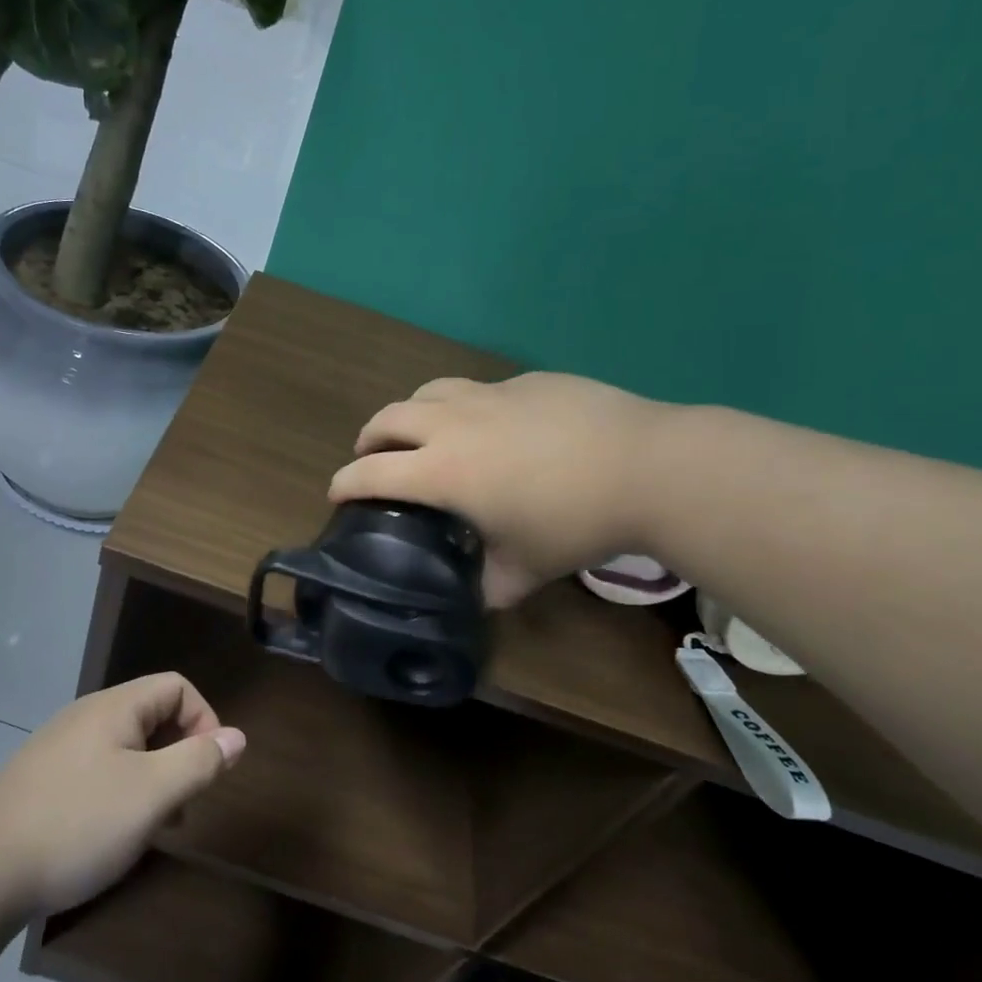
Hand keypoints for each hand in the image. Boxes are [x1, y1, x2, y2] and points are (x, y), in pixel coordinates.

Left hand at [0, 673, 244, 917]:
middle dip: (180, 752)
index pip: (177, 687)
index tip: (208, 769)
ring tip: (156, 826)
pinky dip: (122, 791)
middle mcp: (87, 716)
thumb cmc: (77, 824)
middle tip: (185, 803)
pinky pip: (99, 769)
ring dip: (153, 777)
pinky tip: (113, 833)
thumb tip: (237, 737)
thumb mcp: (151, 795)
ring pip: (126, 747)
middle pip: (152, 714)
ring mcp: (60, 747)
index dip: (204, 720)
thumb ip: (198, 762)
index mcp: (114, 707)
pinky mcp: (43, 779)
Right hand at [329, 372, 672, 607]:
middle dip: (369, 438)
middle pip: (388, 418)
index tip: (335, 493)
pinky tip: (491, 426)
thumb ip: (491, 586)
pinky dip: (463, 406)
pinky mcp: (524, 382)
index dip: (344, 482)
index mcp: (443, 471)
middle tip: (372, 457)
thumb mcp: (527, 569)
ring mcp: (489, 396)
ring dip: (411, 412)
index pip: (371, 471)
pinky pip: (477, 390)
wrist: (645, 465)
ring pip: (428, 391)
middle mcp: (453, 424)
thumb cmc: (575, 522)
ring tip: (421, 431)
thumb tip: (479, 599)